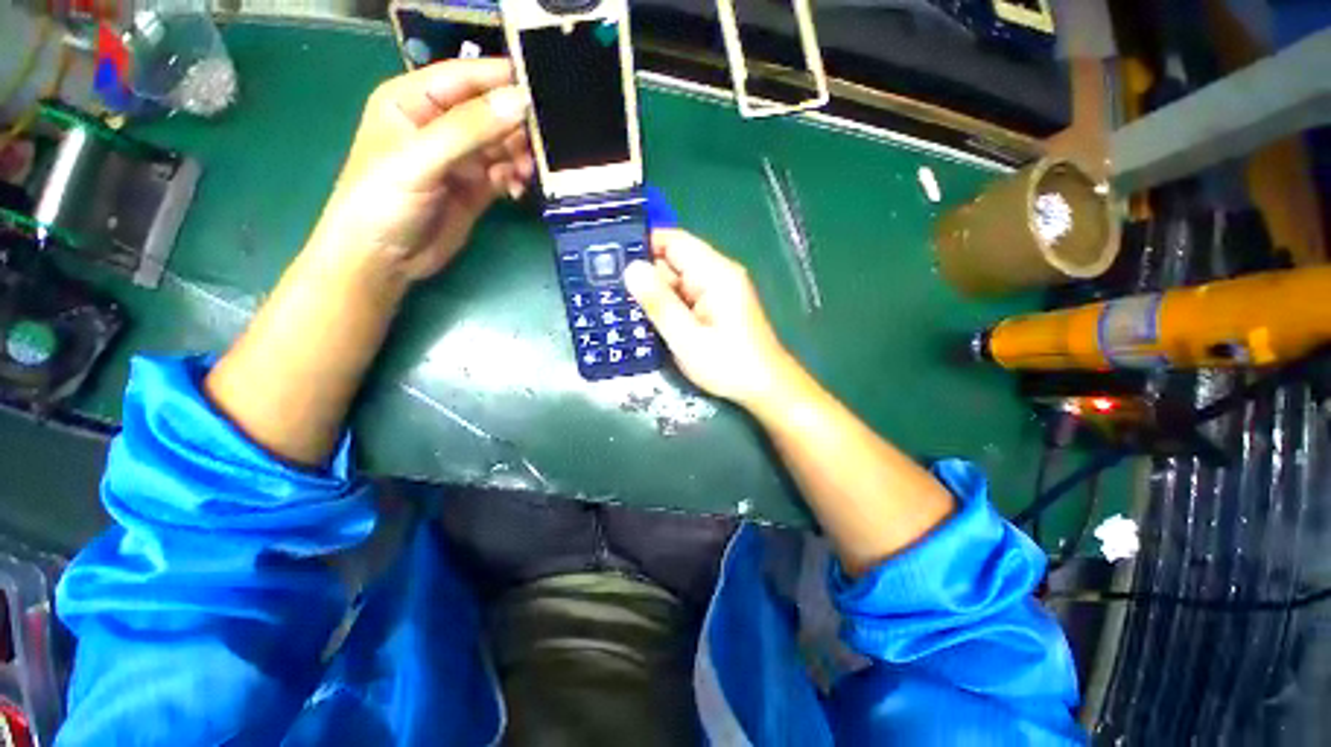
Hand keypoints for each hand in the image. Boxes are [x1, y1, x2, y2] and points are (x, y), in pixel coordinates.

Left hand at [307, 59, 533, 281]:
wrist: (384, 260)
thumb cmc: (382, 201)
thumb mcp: (420, 159)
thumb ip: (469, 130)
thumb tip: (520, 102)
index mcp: (414, 100)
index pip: (466, 77)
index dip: (502, 78)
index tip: (543, 88)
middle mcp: (441, 124)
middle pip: (492, 112)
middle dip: (518, 125)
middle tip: (542, 144)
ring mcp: (461, 158)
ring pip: (504, 144)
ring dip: (521, 156)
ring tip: (527, 173)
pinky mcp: (477, 187)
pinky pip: (506, 173)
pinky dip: (517, 178)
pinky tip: (518, 189)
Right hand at [623, 229, 795, 406]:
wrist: (765, 388)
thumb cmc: (728, 365)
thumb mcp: (687, 338)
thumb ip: (659, 303)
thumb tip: (631, 268)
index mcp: (714, 273)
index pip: (673, 241)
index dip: (642, 244)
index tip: (609, 257)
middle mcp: (717, 274)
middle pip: (672, 262)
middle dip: (642, 275)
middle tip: (606, 288)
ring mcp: (717, 291)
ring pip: (676, 282)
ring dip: (653, 293)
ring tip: (617, 305)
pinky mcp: (716, 307)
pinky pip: (684, 297)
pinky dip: (666, 306)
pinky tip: (646, 319)